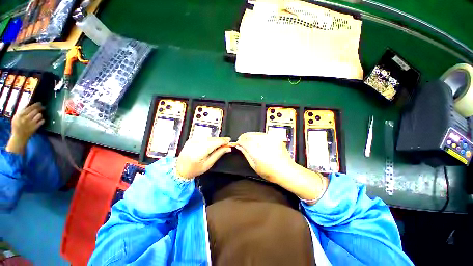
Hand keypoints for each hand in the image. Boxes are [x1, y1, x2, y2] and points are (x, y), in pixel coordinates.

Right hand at [6, 103, 44, 153]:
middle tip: (43, 107)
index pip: (29, 107)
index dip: (36, 105)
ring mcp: (30, 123)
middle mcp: (25, 118)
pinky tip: (41, 120)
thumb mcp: (16, 118)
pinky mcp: (35, 128)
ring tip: (40, 115)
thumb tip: (29, 105)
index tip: (40, 103)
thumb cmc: (17, 127)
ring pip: (39, 115)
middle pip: (35, 110)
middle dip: (40, 108)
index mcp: (20, 115)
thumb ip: (22, 112)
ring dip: (41, 114)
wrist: (18, 138)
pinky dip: (42, 120)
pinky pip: (42, 121)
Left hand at [176, 137, 231, 178]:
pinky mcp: (191, 139)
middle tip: (227, 142)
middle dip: (220, 140)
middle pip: (211, 139)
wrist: (180, 169)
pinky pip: (204, 137)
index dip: (223, 141)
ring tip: (221, 143)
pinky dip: (210, 139)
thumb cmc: (194, 169)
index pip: (213, 143)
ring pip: (208, 137)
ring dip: (216, 139)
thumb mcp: (208, 164)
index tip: (229, 141)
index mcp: (198, 153)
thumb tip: (228, 148)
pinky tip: (213, 142)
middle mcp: (194, 144)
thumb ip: (218, 154)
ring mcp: (192, 141)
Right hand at [236, 132, 294, 182]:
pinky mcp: (275, 138)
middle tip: (241, 141)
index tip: (237, 143)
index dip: (239, 141)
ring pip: (256, 133)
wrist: (287, 171)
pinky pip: (263, 134)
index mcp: (257, 151)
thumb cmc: (270, 172)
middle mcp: (263, 143)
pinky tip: (257, 141)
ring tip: (249, 141)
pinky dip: (258, 136)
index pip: (244, 141)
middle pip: (249, 135)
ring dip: (250, 136)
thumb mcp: (254, 166)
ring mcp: (270, 139)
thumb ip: (246, 154)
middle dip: (244, 137)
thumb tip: (239, 147)